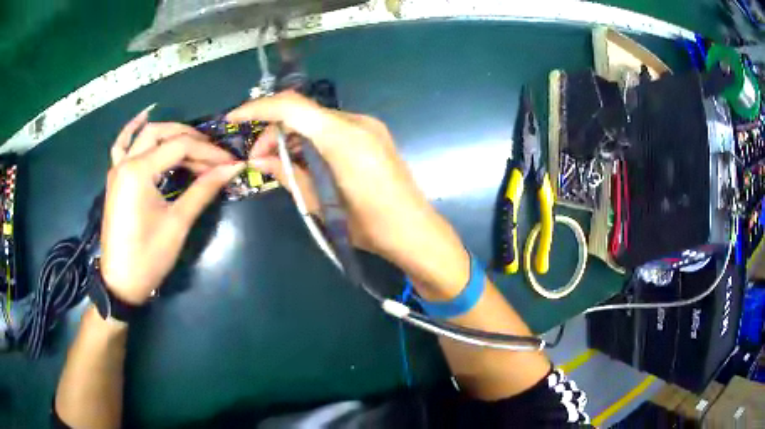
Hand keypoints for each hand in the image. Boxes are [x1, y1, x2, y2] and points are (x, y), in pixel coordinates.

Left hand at [100, 107, 244, 304]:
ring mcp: (117, 168)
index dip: (208, 152)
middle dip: (190, 138)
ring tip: (191, 141)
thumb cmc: (148, 256)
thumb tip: (231, 169)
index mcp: (139, 172)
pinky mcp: (115, 178)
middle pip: (161, 133)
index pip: (179, 147)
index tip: (229, 162)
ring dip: (168, 133)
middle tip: (212, 154)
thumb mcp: (177, 223)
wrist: (121, 282)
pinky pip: (121, 145)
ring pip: (144, 135)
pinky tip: (144, 117)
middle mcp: (126, 162)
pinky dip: (133, 130)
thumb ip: (202, 190)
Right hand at [226, 91, 468, 297]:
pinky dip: (311, 139)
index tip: (234, 119)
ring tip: (277, 163)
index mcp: (343, 137)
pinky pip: (332, 128)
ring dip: (292, 135)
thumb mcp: (320, 204)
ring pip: (316, 120)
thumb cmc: (369, 226)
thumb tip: (257, 160)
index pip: (291, 107)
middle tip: (258, 159)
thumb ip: (287, 175)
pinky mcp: (373, 135)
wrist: (415, 231)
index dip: (258, 108)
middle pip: (303, 112)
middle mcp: (356, 122)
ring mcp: (368, 126)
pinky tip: (303, 160)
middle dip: (273, 130)